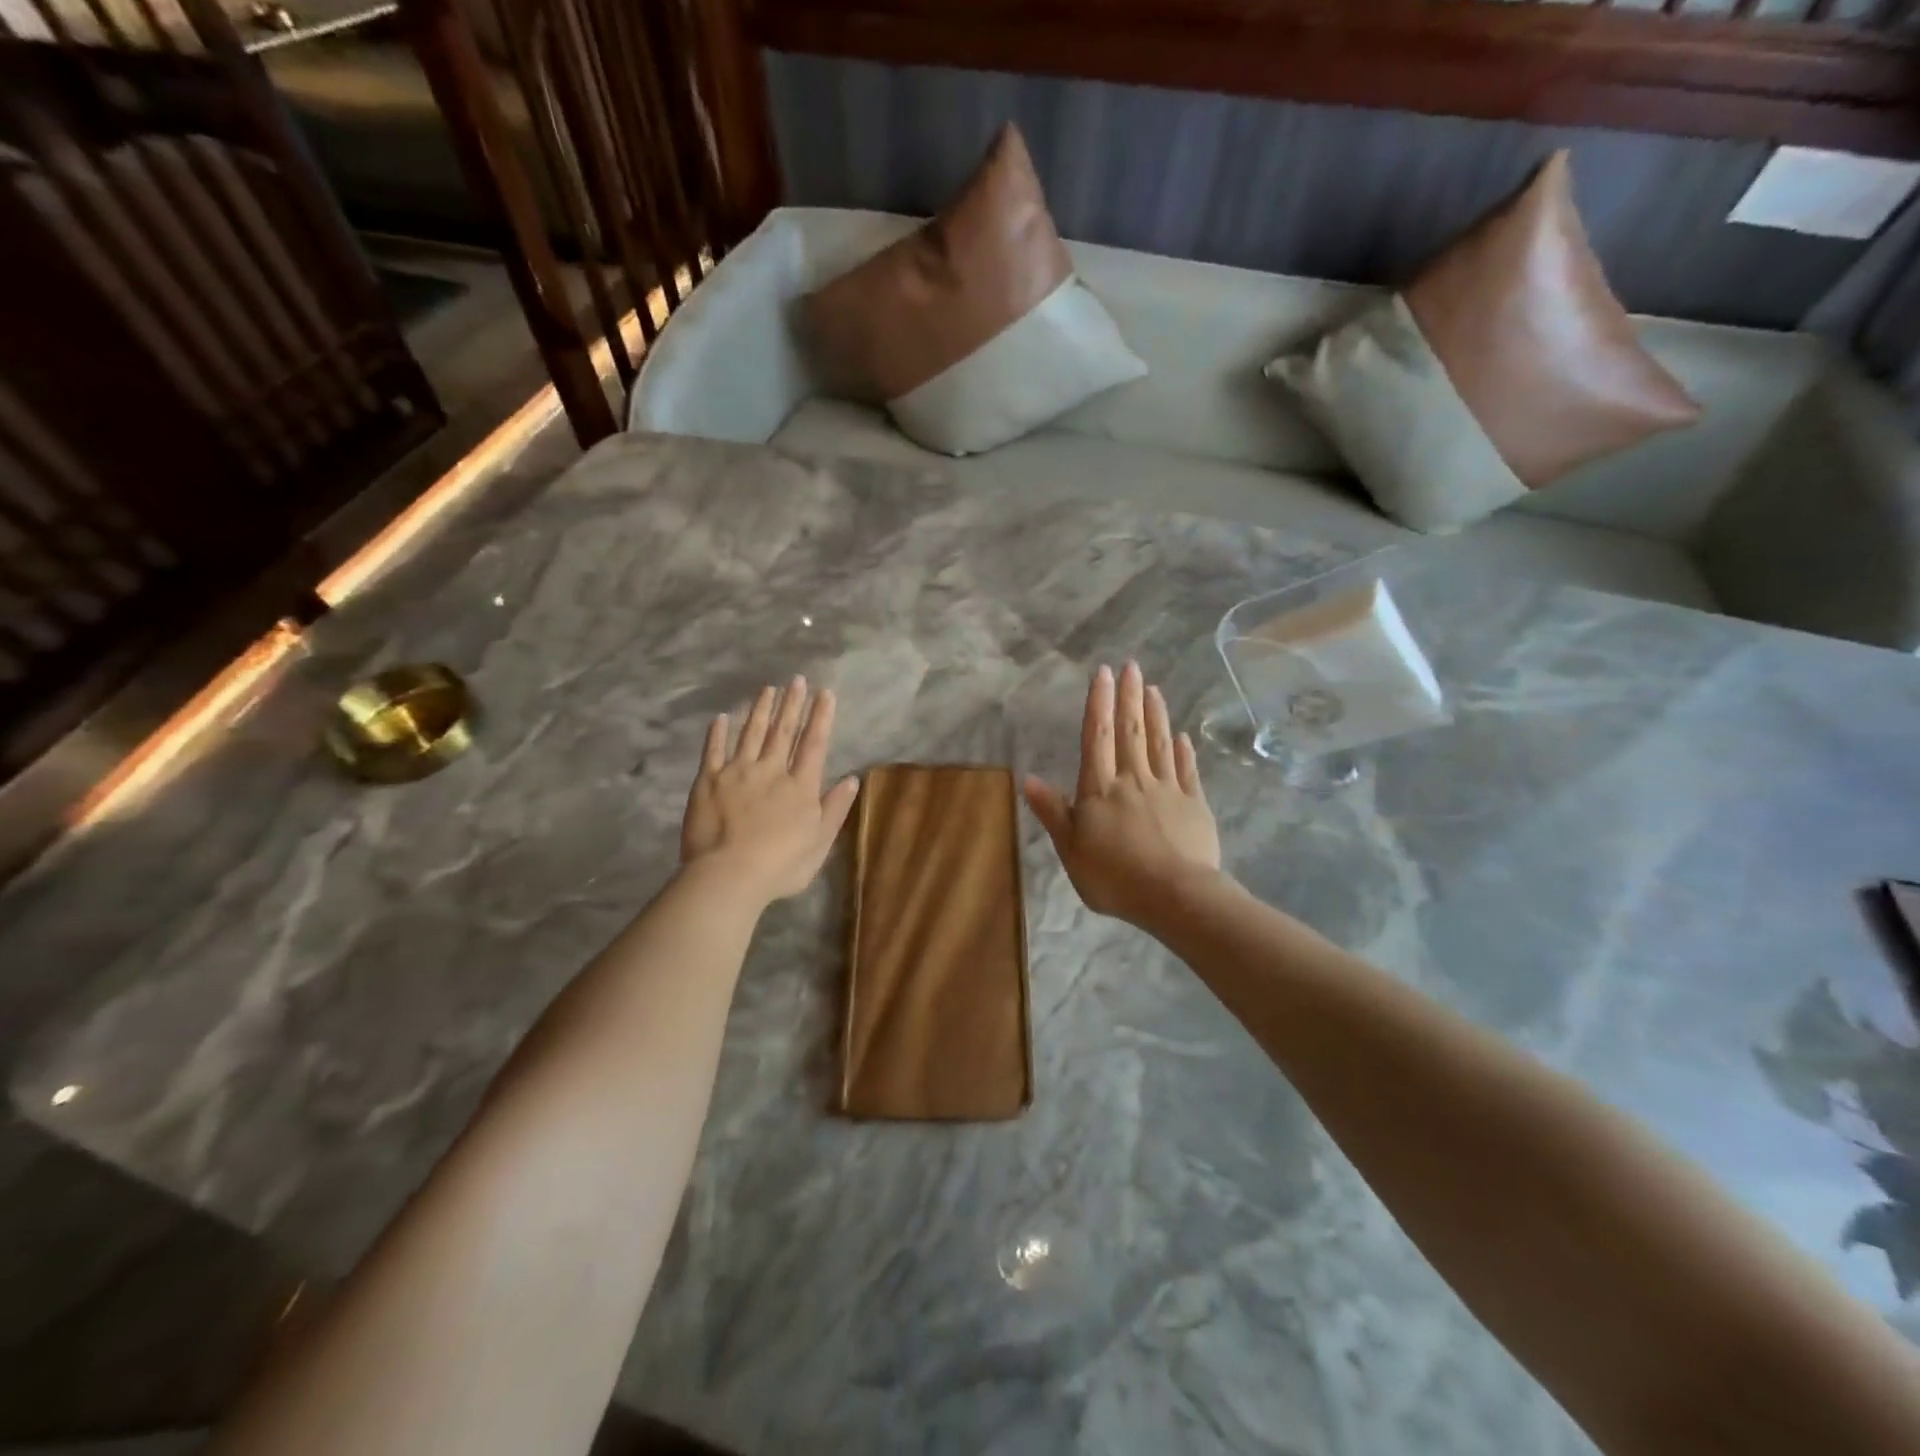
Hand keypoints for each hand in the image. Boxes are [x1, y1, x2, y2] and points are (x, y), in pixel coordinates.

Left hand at [681, 677, 860, 906]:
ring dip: (760, 710)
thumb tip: (852, 779)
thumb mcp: (820, 843)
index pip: (814, 744)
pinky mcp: (708, 781)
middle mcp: (771, 770)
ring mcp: (737, 772)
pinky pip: (714, 751)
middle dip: (792, 704)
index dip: (820, 717)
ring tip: (768, 689)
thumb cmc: (781, 865)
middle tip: (797, 679)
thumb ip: (835, 809)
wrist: (729, 875)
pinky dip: (718, 733)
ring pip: (751, 734)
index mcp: (800, 786)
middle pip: (783, 731)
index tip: (825, 693)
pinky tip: (721, 718)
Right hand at [1024, 661, 1222, 923]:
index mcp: (1100, 789)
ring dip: (1156, 715)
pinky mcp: (1194, 804)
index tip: (1103, 673)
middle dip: (1129, 697)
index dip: (1098, 703)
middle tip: (1132, 667)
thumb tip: (1028, 778)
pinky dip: (1184, 751)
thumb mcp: (1071, 849)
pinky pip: (1187, 770)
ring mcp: (1167, 789)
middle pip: (1131, 731)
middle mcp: (1133, 780)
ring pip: (1160, 744)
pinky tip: (1183, 736)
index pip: (1096, 737)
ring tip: (1154, 689)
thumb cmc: (1114, 877)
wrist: (1175, 896)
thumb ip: (1053, 812)